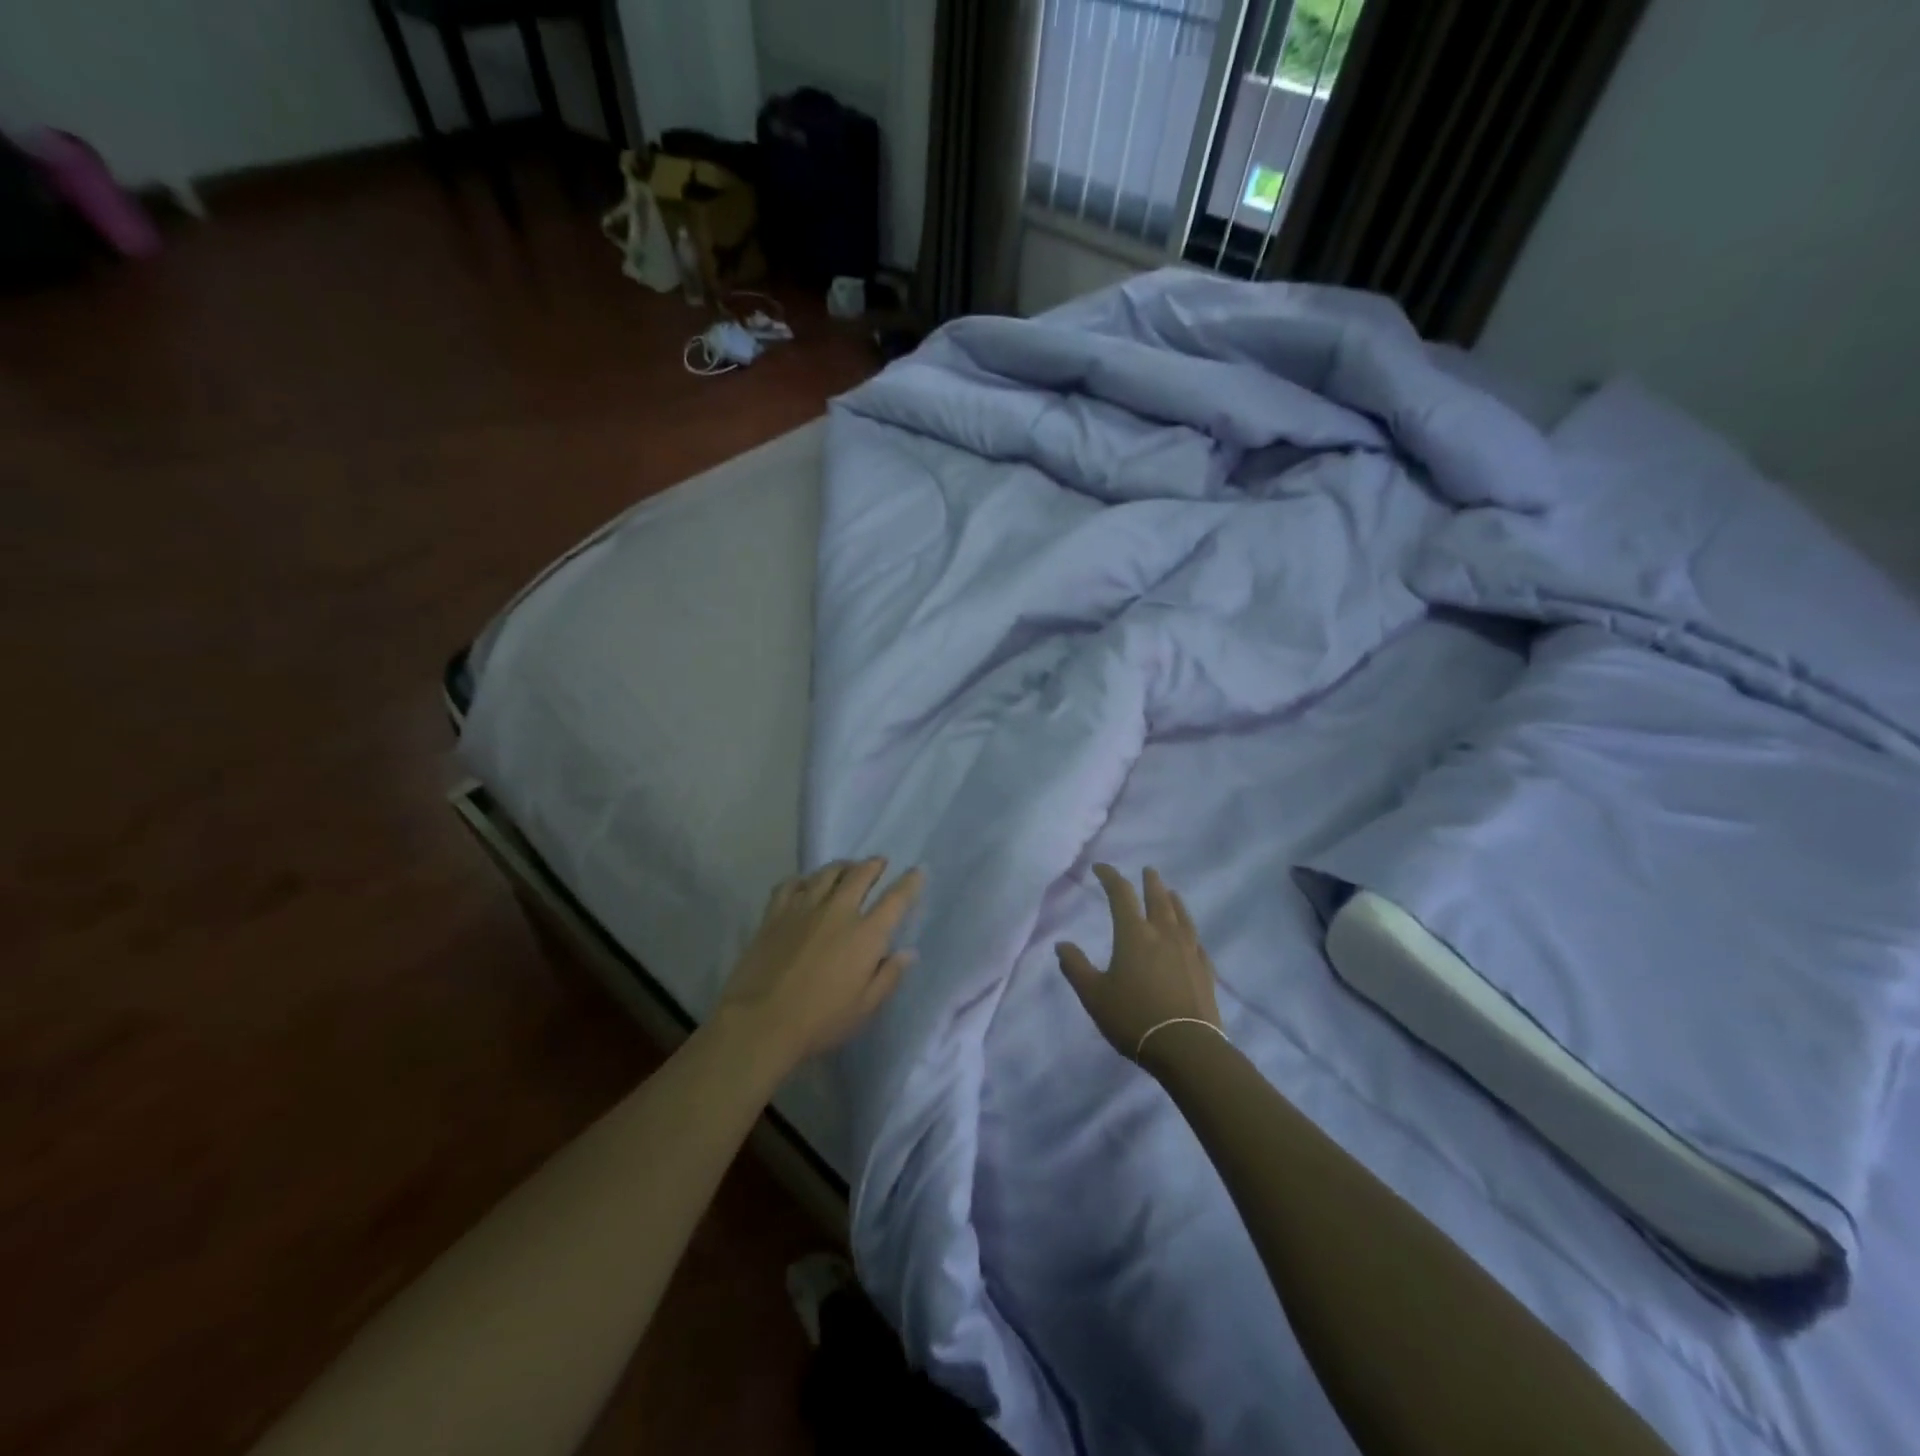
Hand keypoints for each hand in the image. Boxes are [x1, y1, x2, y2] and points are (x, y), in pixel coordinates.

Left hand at [717, 858, 923, 1073]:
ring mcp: (803, 908)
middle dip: (874, 865)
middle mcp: (838, 911)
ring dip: (842, 866)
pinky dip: (803, 879)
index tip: (917, 871)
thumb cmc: (820, 1021)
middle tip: (879, 863)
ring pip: (826, 873)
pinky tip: (805, 884)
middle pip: (860, 875)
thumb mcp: (865, 1008)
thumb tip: (908, 952)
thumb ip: (889, 976)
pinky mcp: (775, 913)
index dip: (909, 882)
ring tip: (847, 867)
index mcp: (865, 935)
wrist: (761, 1022)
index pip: (895, 899)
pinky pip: (791, 884)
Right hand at [1057, 864, 1222, 1063]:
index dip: (1110, 877)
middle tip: (1148, 870)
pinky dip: (1190, 932)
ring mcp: (1188, 951)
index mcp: (1134, 935)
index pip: (1120, 894)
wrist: (1186, 1047)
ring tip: (1172, 893)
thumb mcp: (1094, 995)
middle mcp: (1163, 935)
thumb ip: (1076, 967)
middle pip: (1158, 899)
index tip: (1101, 868)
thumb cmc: (1133, 1017)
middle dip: (1150, 882)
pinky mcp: (1205, 970)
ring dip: (1174, 901)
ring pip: (1182, 917)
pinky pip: (1196, 942)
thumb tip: (1062, 944)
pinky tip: (1190, 937)